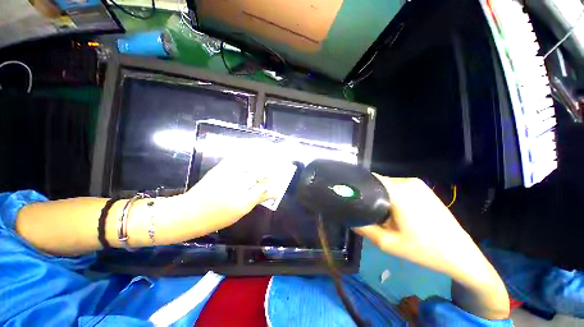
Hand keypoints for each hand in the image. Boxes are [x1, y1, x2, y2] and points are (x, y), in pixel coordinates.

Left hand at [176, 155, 280, 233]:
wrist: (189, 212)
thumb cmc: (216, 217)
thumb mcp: (240, 211)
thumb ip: (258, 198)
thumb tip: (274, 191)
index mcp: (244, 199)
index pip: (265, 182)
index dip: (276, 172)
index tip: (284, 164)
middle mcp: (238, 184)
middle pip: (260, 169)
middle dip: (272, 159)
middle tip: (281, 152)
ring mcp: (228, 173)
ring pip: (250, 160)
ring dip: (262, 153)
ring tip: (271, 147)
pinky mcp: (221, 168)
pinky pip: (238, 157)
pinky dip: (248, 152)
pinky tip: (255, 149)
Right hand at [355, 176, 475, 274]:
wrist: (460, 254)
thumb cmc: (423, 249)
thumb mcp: (386, 242)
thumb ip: (363, 227)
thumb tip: (349, 217)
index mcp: (399, 190)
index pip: (369, 179)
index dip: (358, 187)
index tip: (351, 198)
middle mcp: (407, 181)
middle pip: (377, 181)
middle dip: (368, 193)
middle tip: (365, 209)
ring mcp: (417, 184)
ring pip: (387, 184)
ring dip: (379, 194)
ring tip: (378, 211)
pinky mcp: (423, 188)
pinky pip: (397, 187)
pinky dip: (390, 194)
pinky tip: (393, 210)